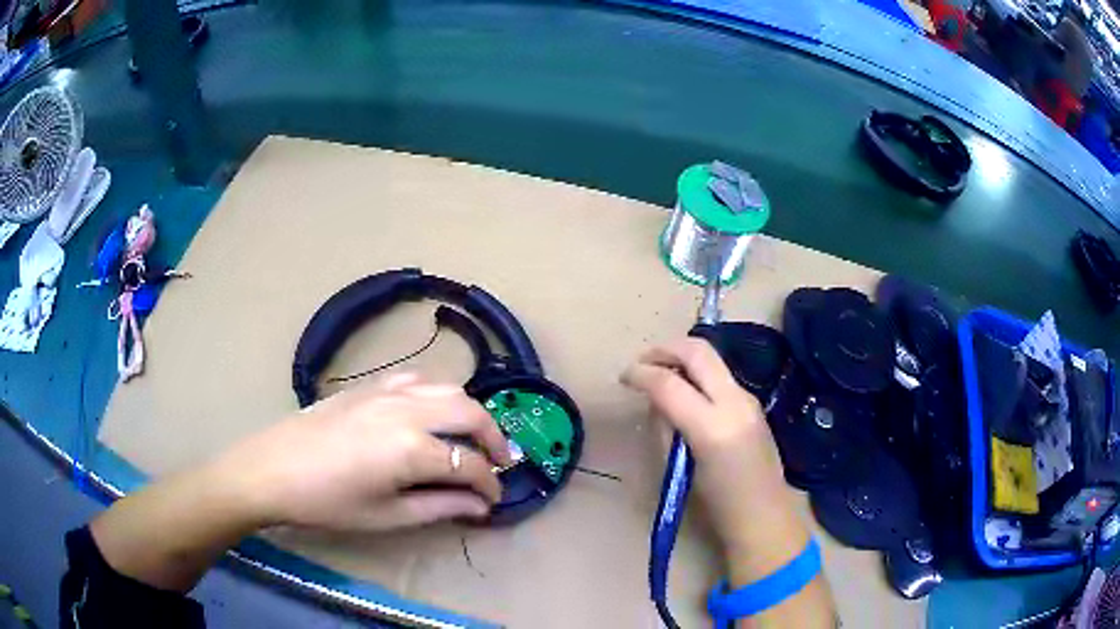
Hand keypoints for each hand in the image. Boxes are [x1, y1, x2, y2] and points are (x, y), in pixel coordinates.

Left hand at [221, 373, 512, 531]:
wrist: (273, 469)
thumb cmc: (328, 502)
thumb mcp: (387, 515)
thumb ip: (439, 506)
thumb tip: (478, 505)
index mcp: (412, 449)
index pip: (470, 465)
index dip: (489, 485)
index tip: (493, 500)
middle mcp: (407, 410)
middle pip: (470, 412)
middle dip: (494, 438)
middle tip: (500, 462)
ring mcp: (387, 391)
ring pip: (447, 388)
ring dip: (469, 412)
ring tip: (473, 436)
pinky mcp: (369, 385)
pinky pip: (417, 380)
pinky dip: (437, 395)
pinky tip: (432, 413)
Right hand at [622, 339, 809, 584]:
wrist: (764, 514)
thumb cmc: (716, 505)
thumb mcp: (679, 469)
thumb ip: (666, 429)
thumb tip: (657, 401)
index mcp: (712, 427)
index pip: (669, 384)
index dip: (641, 374)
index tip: (624, 377)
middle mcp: (734, 402)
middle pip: (697, 352)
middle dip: (664, 349)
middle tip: (642, 361)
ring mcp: (748, 398)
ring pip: (711, 358)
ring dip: (681, 358)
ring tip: (659, 374)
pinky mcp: (753, 401)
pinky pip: (720, 375)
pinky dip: (697, 372)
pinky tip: (684, 390)